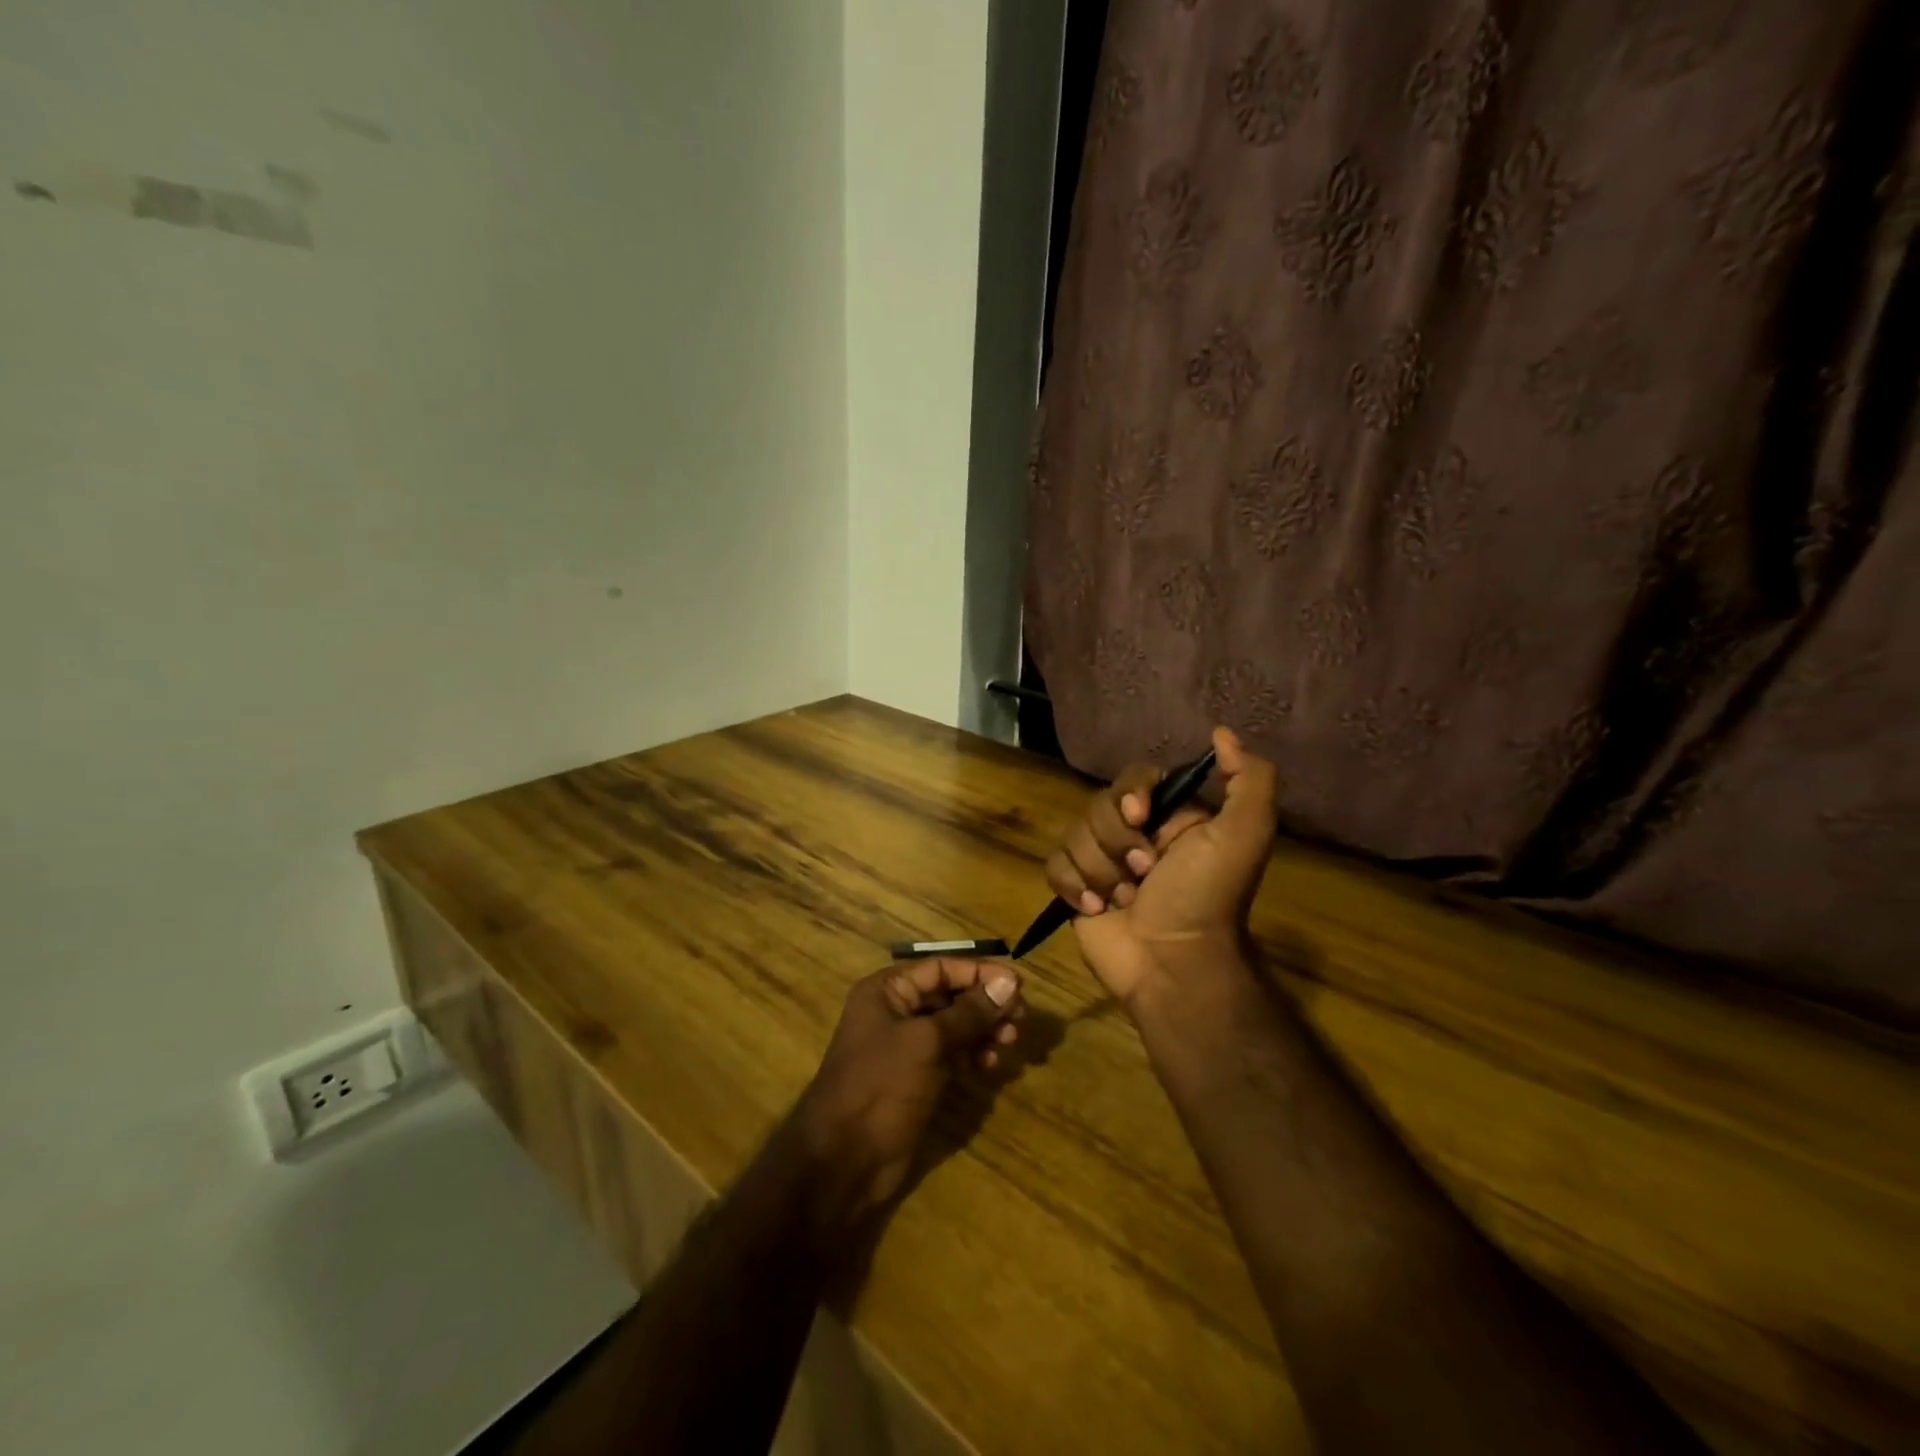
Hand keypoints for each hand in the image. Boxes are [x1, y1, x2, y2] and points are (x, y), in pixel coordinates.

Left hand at [794, 957, 1022, 1223]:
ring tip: (1009, 1043)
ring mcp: (904, 1046)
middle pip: (949, 995)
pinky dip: (971, 1054)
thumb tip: (1009, 984)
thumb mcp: (927, 1043)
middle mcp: (895, 1011)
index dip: (980, 973)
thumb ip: (969, 1013)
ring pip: (953, 1025)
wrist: (844, 1160)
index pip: (941, 968)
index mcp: (887, 991)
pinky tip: (989, 1065)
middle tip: (1019, 1019)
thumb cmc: (881, 1086)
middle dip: (985, 1004)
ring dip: (983, 1030)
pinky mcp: (915, 1077)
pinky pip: (950, 1053)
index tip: (1018, 985)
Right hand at [1045, 727, 1278, 1004]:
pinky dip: (1074, 887)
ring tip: (1124, 900)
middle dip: (1117, 843)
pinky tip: (1097, 909)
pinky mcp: (1076, 888)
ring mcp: (1102, 861)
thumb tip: (1222, 732)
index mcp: (1169, 816)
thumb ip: (1248, 780)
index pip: (1132, 777)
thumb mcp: (1243, 835)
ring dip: (1100, 871)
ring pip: (1073, 836)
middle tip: (1144, 874)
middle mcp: (1133, 833)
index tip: (1140, 817)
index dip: (1129, 794)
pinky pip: (1054, 866)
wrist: (1173, 964)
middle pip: (1097, 807)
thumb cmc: (1206, 898)